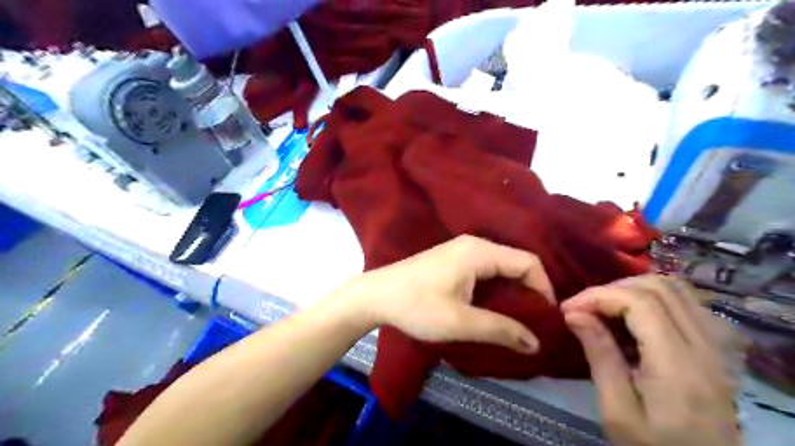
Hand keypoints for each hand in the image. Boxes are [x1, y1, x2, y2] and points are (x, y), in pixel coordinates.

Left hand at [338, 235, 554, 353]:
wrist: (376, 295)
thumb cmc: (417, 306)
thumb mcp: (461, 322)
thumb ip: (501, 330)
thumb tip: (536, 344)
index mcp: (479, 252)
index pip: (528, 263)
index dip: (544, 289)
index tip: (547, 318)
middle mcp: (474, 245)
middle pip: (516, 263)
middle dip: (529, 292)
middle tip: (535, 323)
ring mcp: (461, 250)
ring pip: (501, 267)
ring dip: (513, 291)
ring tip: (518, 320)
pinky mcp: (452, 260)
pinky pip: (486, 270)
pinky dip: (497, 288)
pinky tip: (495, 308)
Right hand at [561, 275, 741, 445]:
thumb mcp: (617, 410)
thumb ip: (599, 355)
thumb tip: (573, 313)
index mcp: (679, 366)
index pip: (640, 303)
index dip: (598, 295)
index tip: (568, 308)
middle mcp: (706, 348)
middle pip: (659, 287)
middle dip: (613, 289)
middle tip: (584, 307)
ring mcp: (717, 346)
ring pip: (675, 288)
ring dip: (633, 289)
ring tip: (605, 307)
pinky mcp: (716, 348)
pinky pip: (687, 302)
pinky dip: (654, 296)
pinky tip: (634, 315)